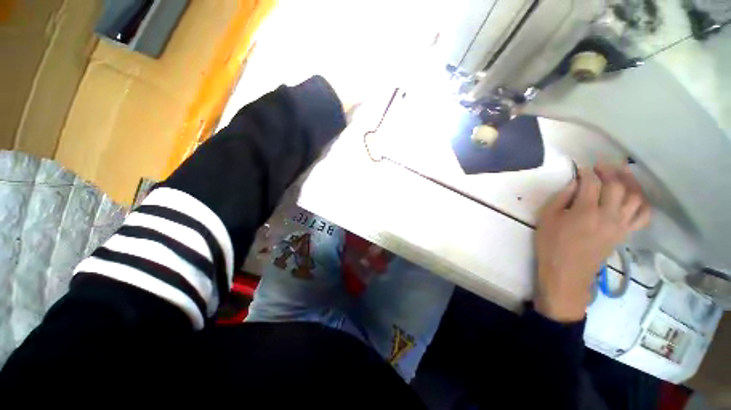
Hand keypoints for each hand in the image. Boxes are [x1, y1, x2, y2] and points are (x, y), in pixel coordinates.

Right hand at [534, 164, 650, 321]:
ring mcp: (620, 225)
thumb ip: (561, 198)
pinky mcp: (625, 233)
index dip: (587, 172)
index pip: (592, 183)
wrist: (567, 272)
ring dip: (630, 182)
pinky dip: (642, 202)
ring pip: (635, 197)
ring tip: (621, 174)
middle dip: (609, 171)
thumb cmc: (551, 245)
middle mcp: (608, 215)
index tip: (580, 167)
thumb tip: (575, 184)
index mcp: (585, 212)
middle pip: (617, 186)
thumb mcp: (547, 219)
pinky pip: (643, 215)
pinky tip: (634, 196)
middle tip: (600, 166)